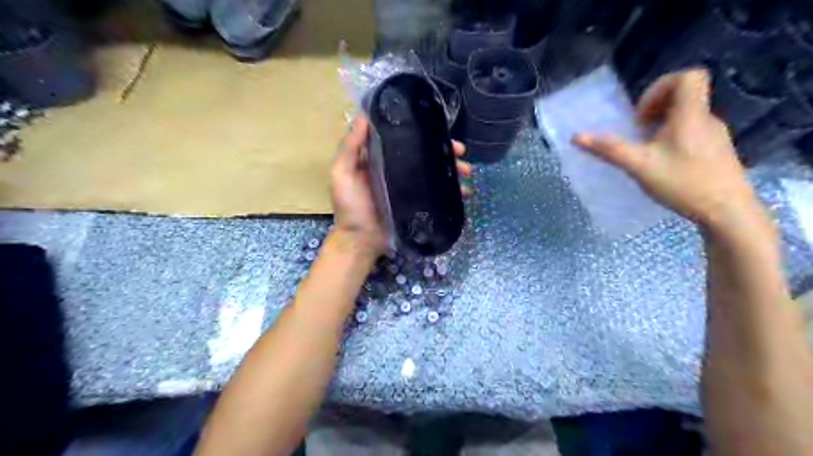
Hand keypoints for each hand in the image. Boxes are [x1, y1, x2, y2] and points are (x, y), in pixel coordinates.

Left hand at [327, 115, 469, 259]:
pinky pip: (437, 193)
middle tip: (461, 151)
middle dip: (444, 150)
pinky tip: (464, 191)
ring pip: (433, 172)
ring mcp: (408, 187)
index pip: (403, 138)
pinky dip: (452, 191)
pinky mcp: (417, 204)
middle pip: (423, 154)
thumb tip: (365, 114)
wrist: (361, 241)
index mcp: (379, 158)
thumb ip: (350, 146)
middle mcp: (396, 169)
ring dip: (452, 169)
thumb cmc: (350, 206)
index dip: (421, 131)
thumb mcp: (342, 173)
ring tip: (467, 171)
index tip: (438, 127)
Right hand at [575, 69, 765, 232]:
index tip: (642, 116)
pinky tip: (664, 164)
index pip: (688, 76)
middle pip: (685, 95)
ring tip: (648, 151)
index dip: (660, 87)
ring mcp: (715, 135)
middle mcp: (706, 119)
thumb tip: (576, 137)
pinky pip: (693, 132)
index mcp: (691, 114)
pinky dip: (673, 139)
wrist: (727, 211)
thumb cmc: (682, 183)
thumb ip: (609, 149)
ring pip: (688, 115)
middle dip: (655, 110)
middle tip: (640, 133)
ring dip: (662, 126)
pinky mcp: (717, 151)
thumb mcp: (639, 166)